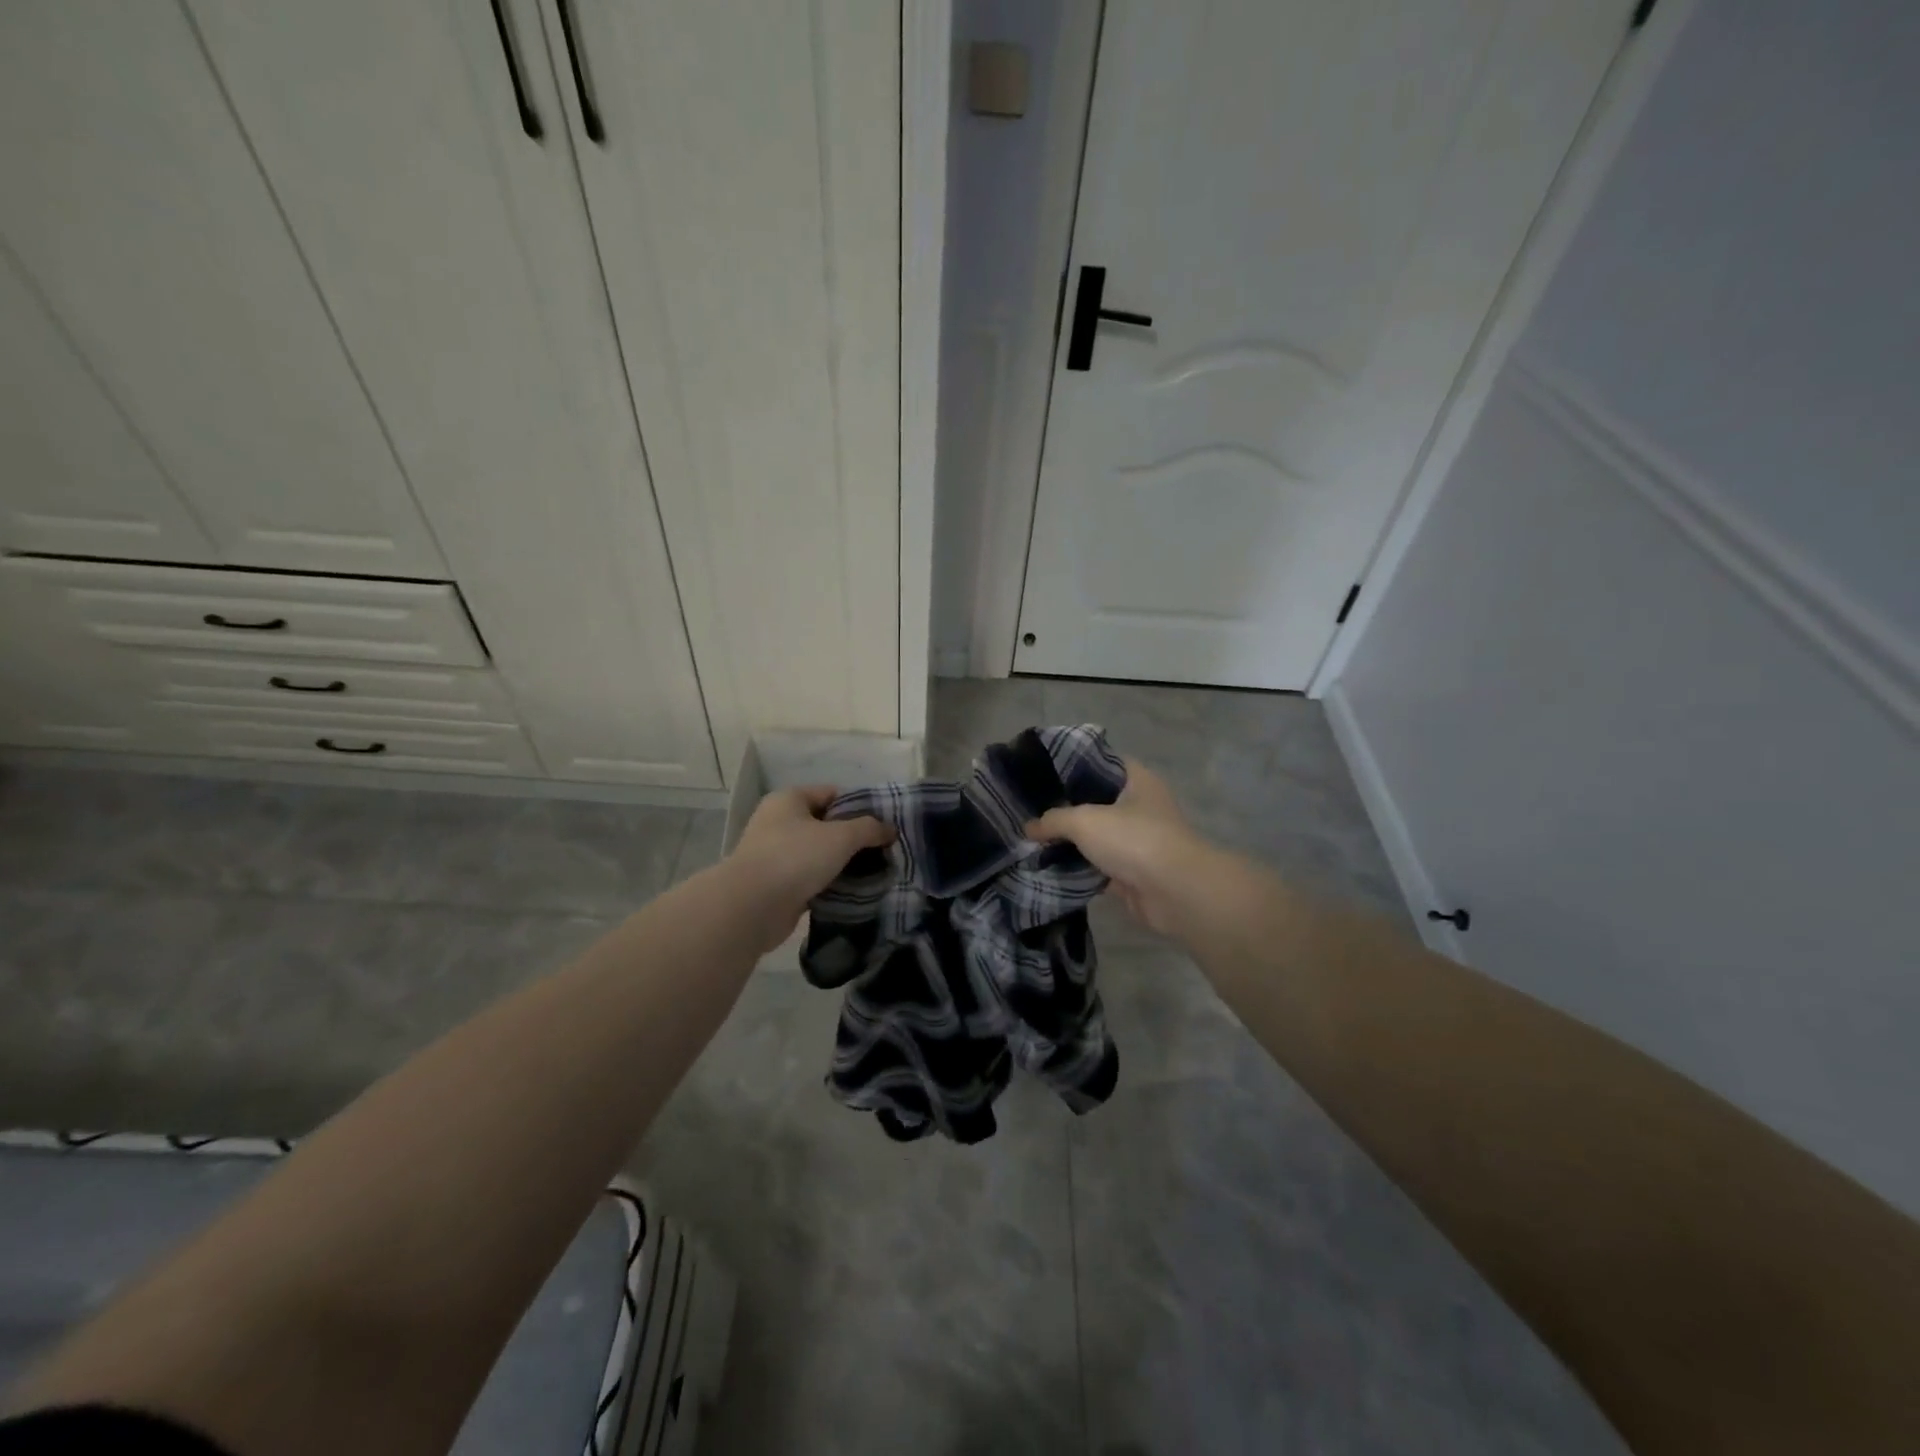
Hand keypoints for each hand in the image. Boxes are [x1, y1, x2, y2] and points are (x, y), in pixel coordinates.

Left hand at [727, 786, 893, 951]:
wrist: (752, 907)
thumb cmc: (795, 858)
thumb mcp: (840, 837)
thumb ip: (869, 829)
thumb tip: (890, 829)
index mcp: (789, 800)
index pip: (832, 794)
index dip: (860, 806)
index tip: (884, 825)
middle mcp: (779, 822)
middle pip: (826, 824)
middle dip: (854, 838)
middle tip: (883, 851)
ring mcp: (775, 854)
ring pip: (819, 854)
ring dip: (842, 863)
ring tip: (873, 873)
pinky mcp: (777, 884)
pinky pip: (811, 878)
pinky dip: (829, 883)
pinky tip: (853, 892)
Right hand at [1026, 759, 1215, 938]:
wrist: (1175, 893)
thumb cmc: (1134, 840)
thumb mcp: (1085, 820)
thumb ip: (1053, 820)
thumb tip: (1028, 828)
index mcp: (1137, 781)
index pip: (1101, 763)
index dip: (1072, 766)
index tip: (1042, 772)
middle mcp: (1140, 807)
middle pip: (1096, 802)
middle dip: (1066, 807)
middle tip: (1031, 808)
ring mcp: (1138, 842)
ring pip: (1097, 836)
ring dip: (1071, 842)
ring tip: (1033, 839)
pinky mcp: (1133, 873)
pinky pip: (1099, 866)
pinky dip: (1079, 868)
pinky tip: (1049, 867)